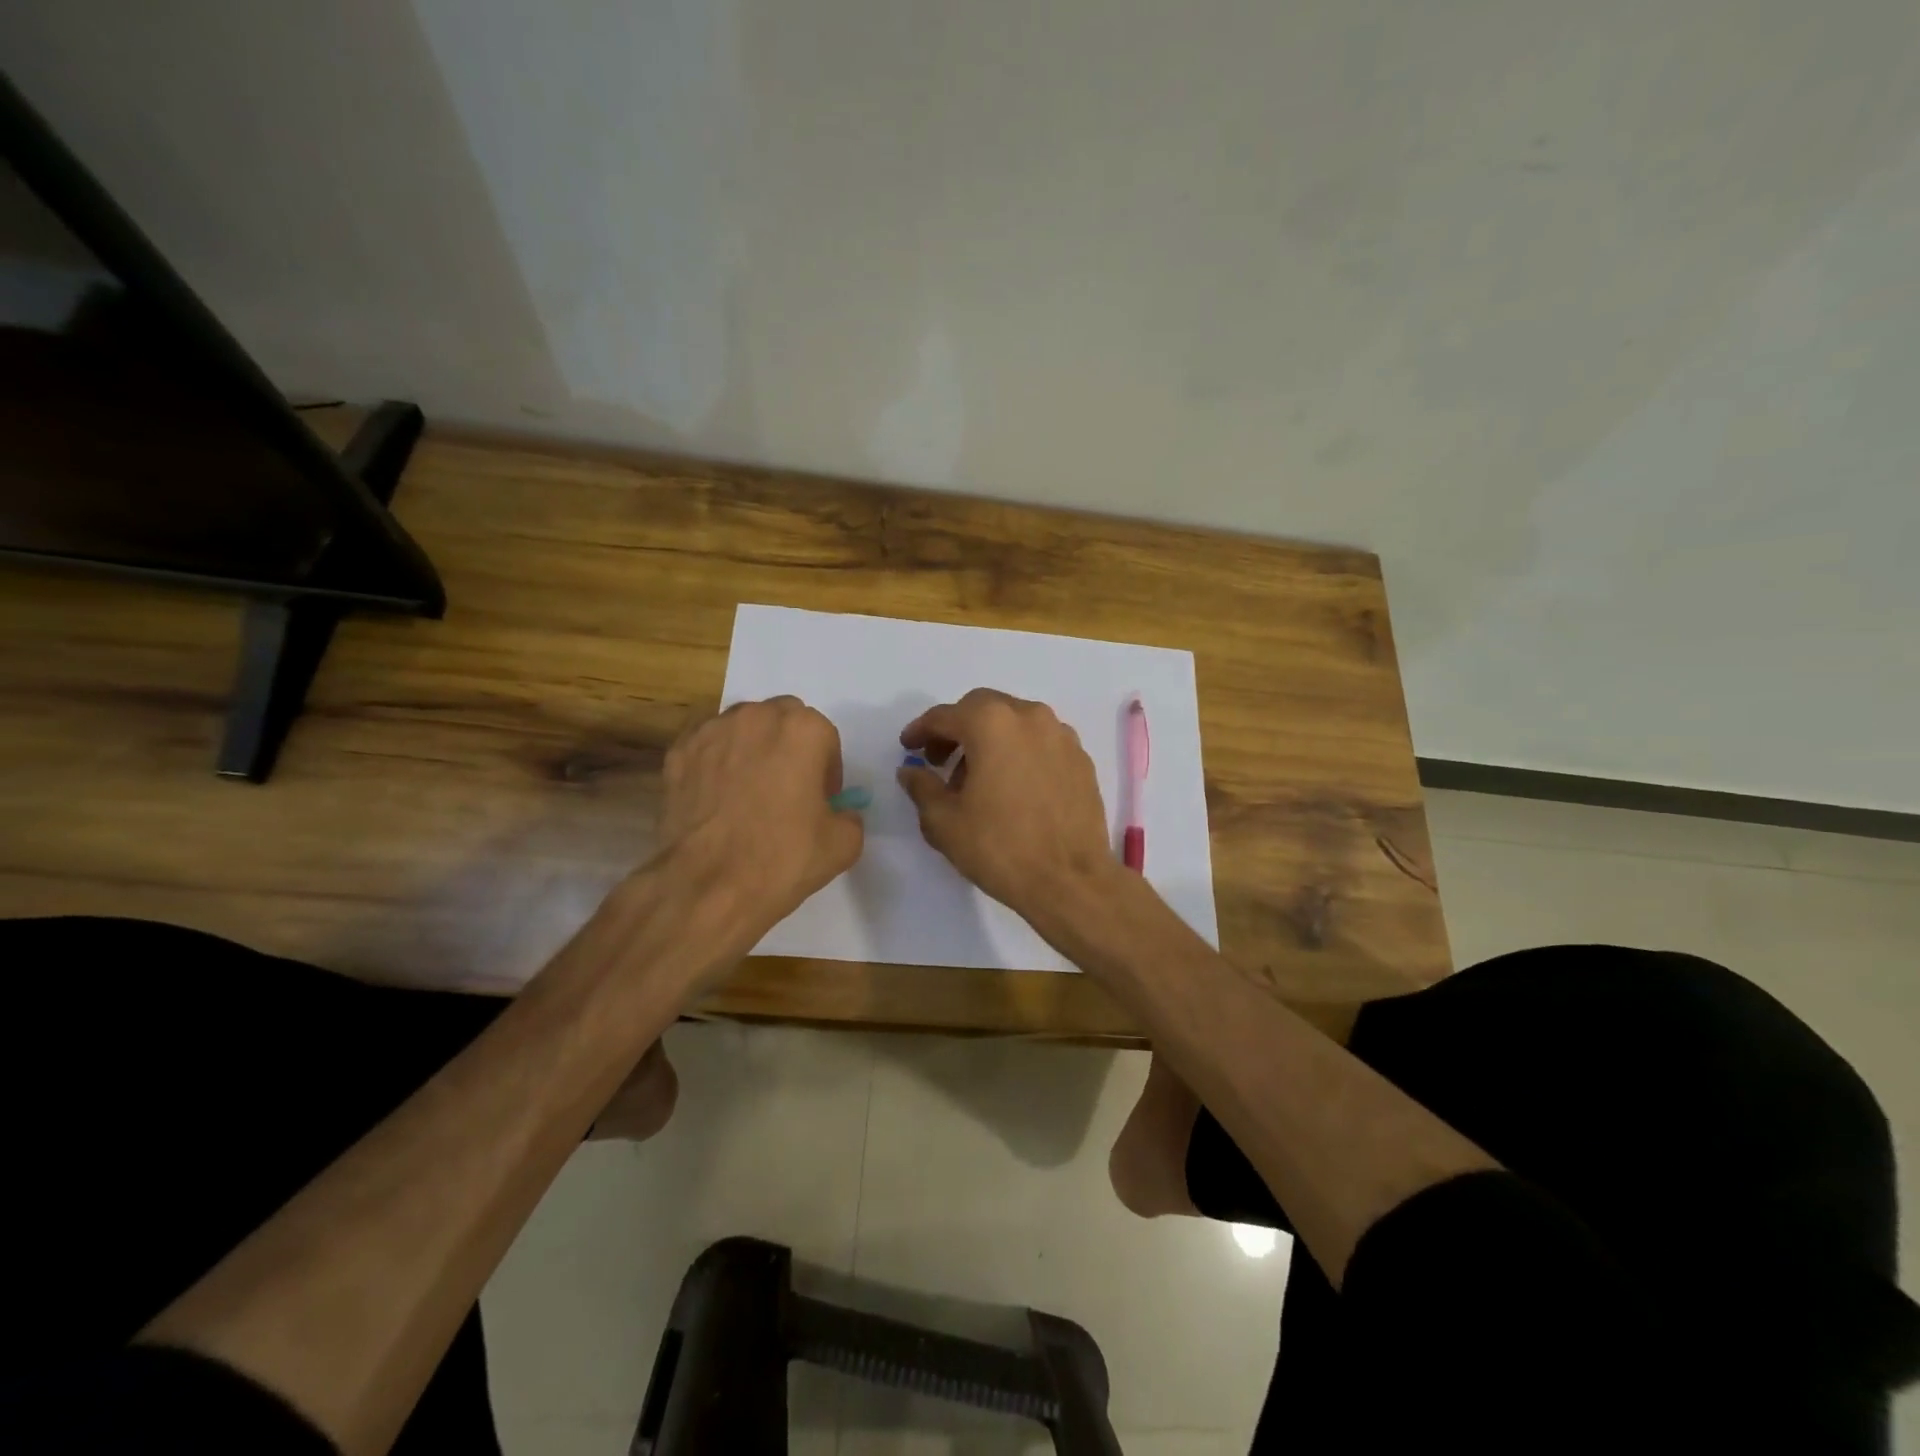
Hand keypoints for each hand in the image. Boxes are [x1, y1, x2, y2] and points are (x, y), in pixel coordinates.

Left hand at [657, 696, 863, 936]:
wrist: (709, 885)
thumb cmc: (783, 859)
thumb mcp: (843, 844)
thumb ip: (849, 816)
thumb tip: (838, 813)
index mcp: (804, 730)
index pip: (825, 738)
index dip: (826, 770)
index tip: (820, 800)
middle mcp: (758, 717)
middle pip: (783, 720)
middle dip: (789, 746)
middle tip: (787, 788)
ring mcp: (713, 731)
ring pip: (742, 727)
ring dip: (752, 748)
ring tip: (748, 791)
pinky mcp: (679, 752)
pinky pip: (707, 745)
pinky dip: (716, 760)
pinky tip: (717, 795)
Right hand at [897, 688, 1118, 924]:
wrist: (1070, 880)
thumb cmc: (1000, 847)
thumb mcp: (944, 822)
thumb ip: (922, 787)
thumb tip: (911, 771)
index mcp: (991, 724)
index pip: (945, 716)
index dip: (921, 730)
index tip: (908, 747)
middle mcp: (1029, 716)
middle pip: (982, 708)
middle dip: (957, 729)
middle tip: (940, 760)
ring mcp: (1061, 736)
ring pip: (1015, 722)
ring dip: (990, 740)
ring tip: (977, 779)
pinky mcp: (1081, 759)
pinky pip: (1040, 742)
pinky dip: (1019, 752)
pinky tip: (1013, 787)